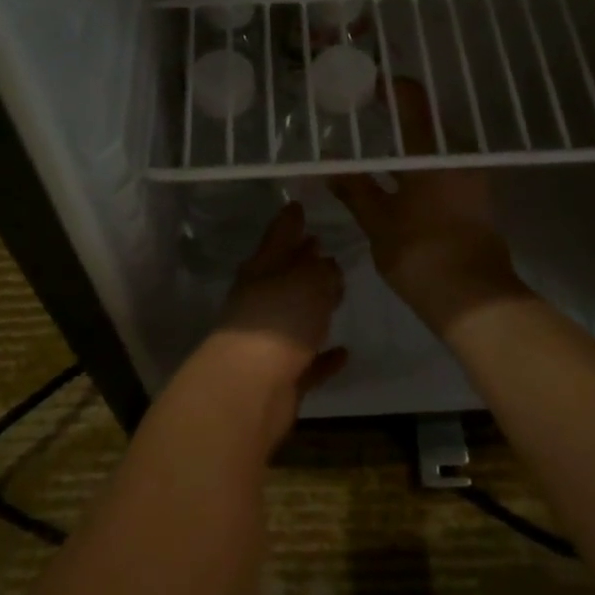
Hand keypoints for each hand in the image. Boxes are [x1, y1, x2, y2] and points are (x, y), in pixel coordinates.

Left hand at [178, 203, 347, 445]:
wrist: (250, 389)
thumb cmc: (279, 320)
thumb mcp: (308, 281)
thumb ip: (322, 270)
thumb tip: (328, 266)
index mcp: (261, 270)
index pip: (277, 236)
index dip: (289, 221)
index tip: (298, 206)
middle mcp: (260, 301)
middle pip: (283, 275)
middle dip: (301, 260)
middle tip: (322, 245)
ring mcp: (267, 340)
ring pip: (294, 315)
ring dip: (313, 306)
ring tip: (337, 292)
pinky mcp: (279, 376)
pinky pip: (307, 360)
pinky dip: (323, 355)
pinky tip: (344, 351)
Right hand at [331, 79, 524, 336]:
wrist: (472, 298)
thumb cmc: (420, 252)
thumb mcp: (378, 220)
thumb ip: (353, 188)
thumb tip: (328, 164)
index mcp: (432, 152)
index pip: (412, 100)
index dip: (390, 88)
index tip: (367, 86)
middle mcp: (457, 156)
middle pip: (425, 124)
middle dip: (395, 121)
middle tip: (363, 125)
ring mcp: (472, 177)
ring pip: (435, 150)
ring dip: (408, 148)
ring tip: (375, 156)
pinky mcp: (477, 199)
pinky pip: (444, 170)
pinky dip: (421, 169)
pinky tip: (398, 184)